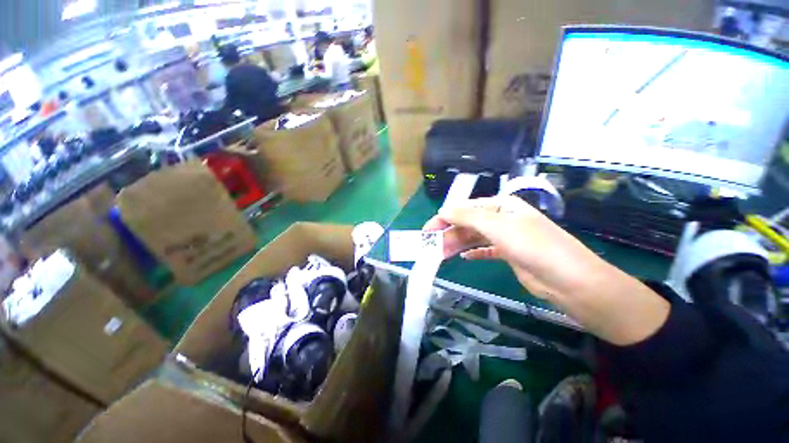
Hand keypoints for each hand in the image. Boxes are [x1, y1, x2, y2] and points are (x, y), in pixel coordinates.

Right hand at [424, 196, 604, 299]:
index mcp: (500, 205)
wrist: (570, 280)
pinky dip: (473, 252)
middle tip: (431, 247)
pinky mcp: (509, 254)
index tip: (428, 230)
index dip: (444, 218)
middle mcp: (502, 218)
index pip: (465, 208)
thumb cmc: (532, 246)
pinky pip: (485, 250)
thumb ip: (467, 216)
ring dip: (457, 244)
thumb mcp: (497, 226)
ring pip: (474, 237)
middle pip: (468, 223)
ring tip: (441, 254)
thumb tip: (443, 210)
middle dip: (449, 233)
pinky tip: (463, 258)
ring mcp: (506, 237)